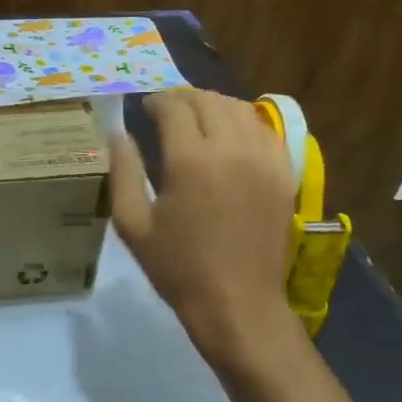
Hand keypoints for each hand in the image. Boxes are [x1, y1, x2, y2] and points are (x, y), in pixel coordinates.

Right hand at [109, 90, 297, 364]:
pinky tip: (232, 136)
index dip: (156, 101)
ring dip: (214, 106)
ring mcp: (264, 159)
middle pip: (208, 100)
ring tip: (198, 120)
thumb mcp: (133, 224)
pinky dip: (245, 123)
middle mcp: (231, 149)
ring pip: (240, 109)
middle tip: (167, 111)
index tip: (145, 109)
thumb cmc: (177, 267)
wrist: (236, 302)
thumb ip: (123, 173)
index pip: (174, 106)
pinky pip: (266, 131)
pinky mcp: (284, 174)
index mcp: (190, 160)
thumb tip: (117, 134)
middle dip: (183, 99)